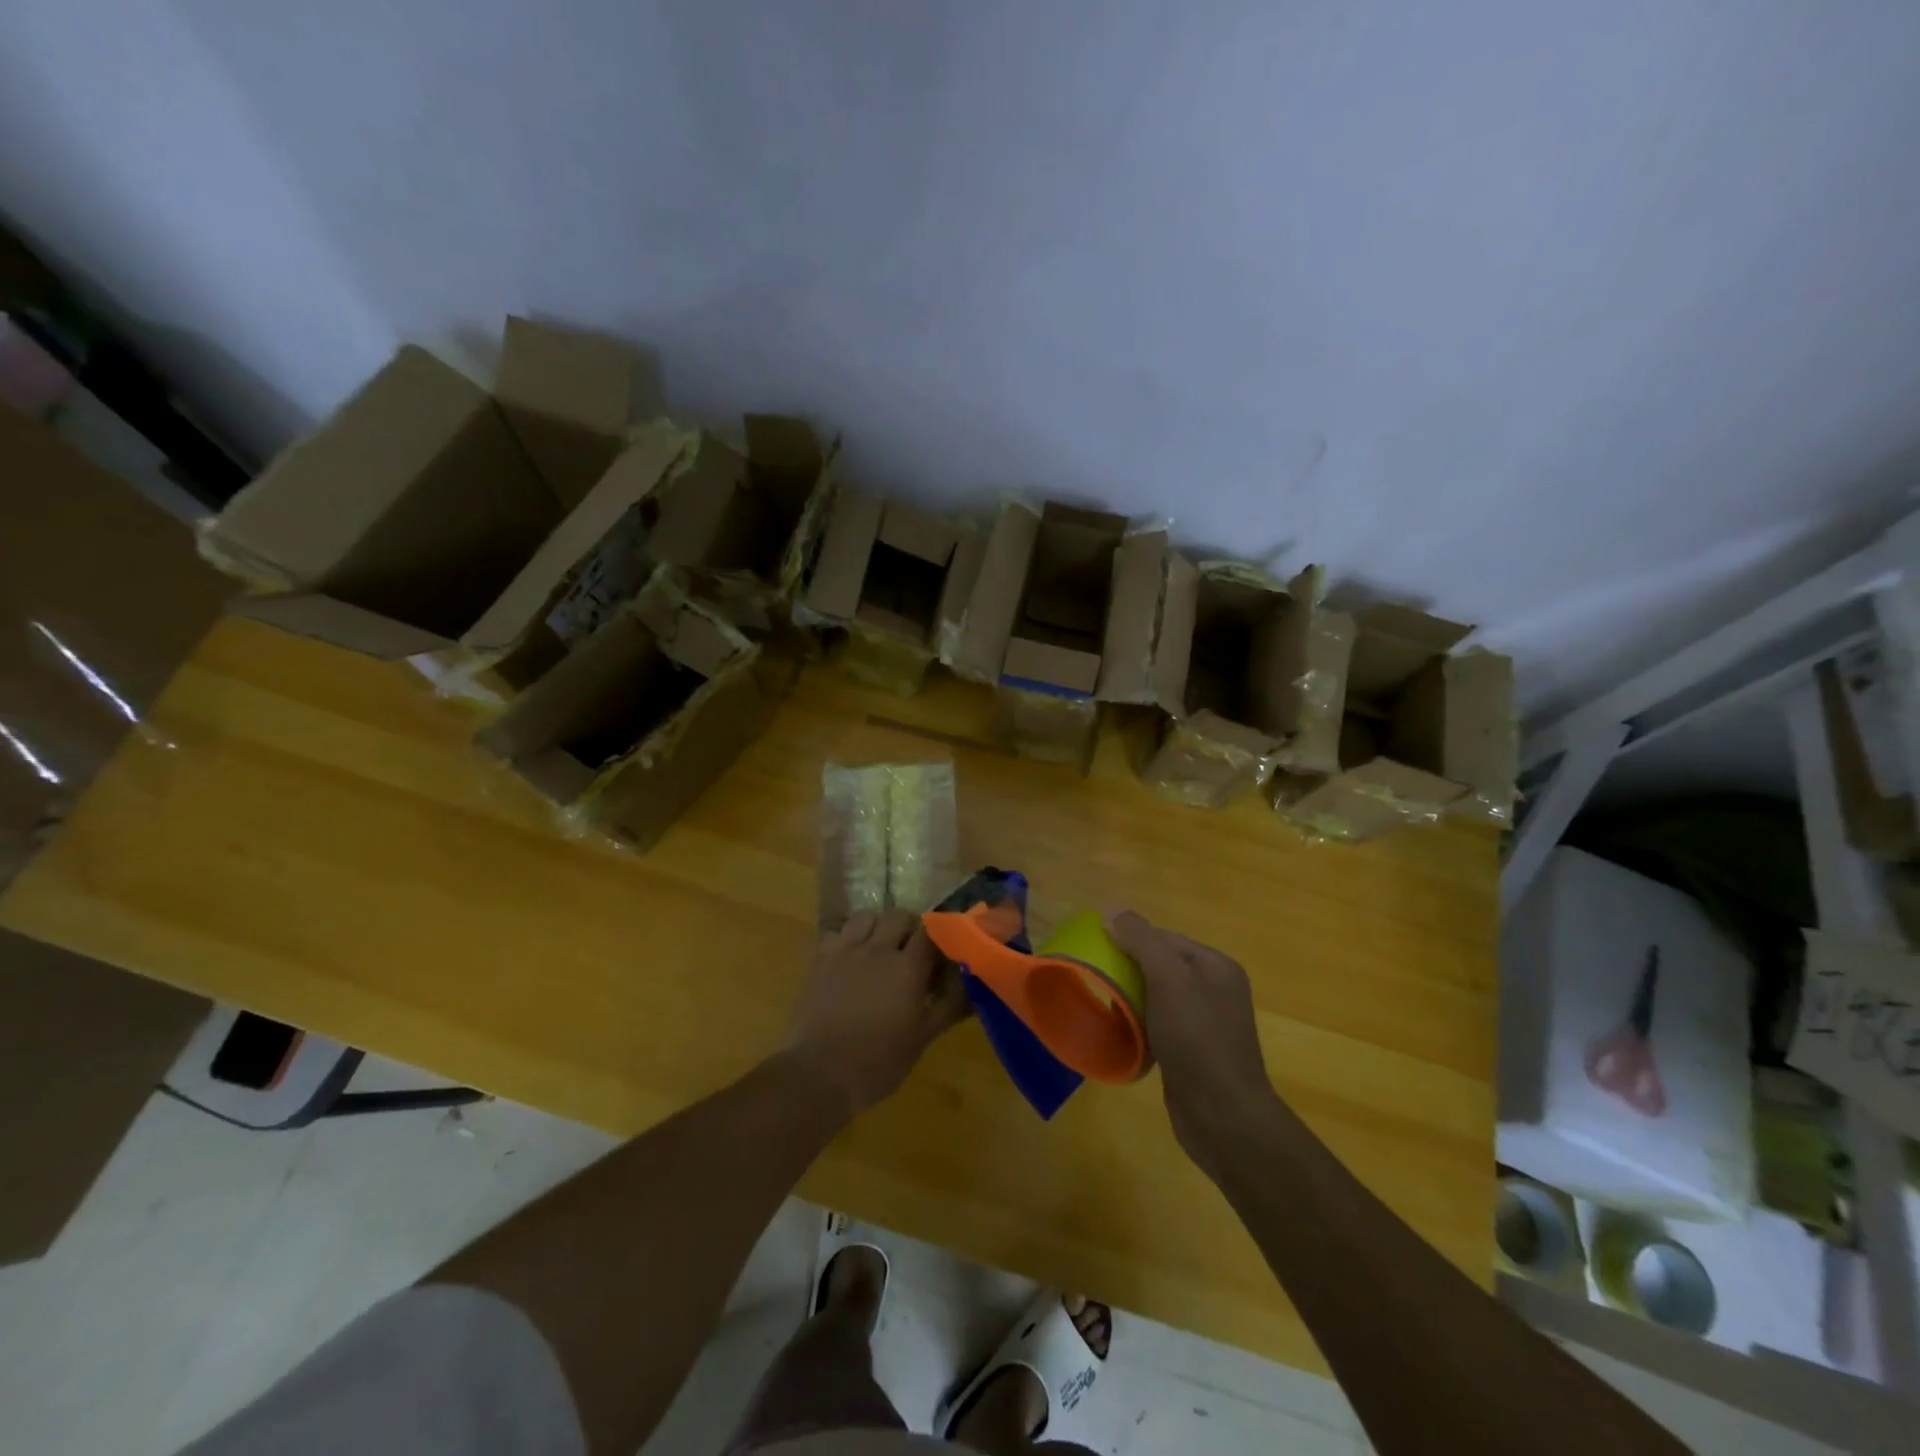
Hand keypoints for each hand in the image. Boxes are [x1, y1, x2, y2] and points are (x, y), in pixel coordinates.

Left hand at [784, 909, 967, 1117]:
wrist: (818, 1074)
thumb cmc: (877, 1062)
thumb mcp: (921, 1039)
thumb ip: (949, 1008)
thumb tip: (975, 989)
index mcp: (907, 968)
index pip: (931, 932)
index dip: (940, 934)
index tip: (945, 947)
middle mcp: (877, 949)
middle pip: (899, 916)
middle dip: (911, 927)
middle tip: (914, 951)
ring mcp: (845, 950)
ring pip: (867, 917)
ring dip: (879, 926)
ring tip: (881, 948)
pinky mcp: (820, 959)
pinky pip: (838, 932)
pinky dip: (849, 937)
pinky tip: (851, 957)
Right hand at [1106, 910, 1280, 1177]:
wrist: (1223, 1118)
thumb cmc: (1197, 1040)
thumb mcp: (1169, 980)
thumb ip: (1142, 941)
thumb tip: (1112, 909)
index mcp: (1215, 966)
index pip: (1164, 937)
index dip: (1129, 939)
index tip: (1095, 948)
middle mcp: (1214, 989)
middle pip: (1159, 965)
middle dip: (1127, 969)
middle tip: (1094, 976)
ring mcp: (1205, 1023)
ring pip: (1156, 997)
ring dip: (1130, 998)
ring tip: (1101, 1003)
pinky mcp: (1192, 1053)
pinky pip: (1158, 1025)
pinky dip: (1138, 1025)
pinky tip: (1119, 1032)